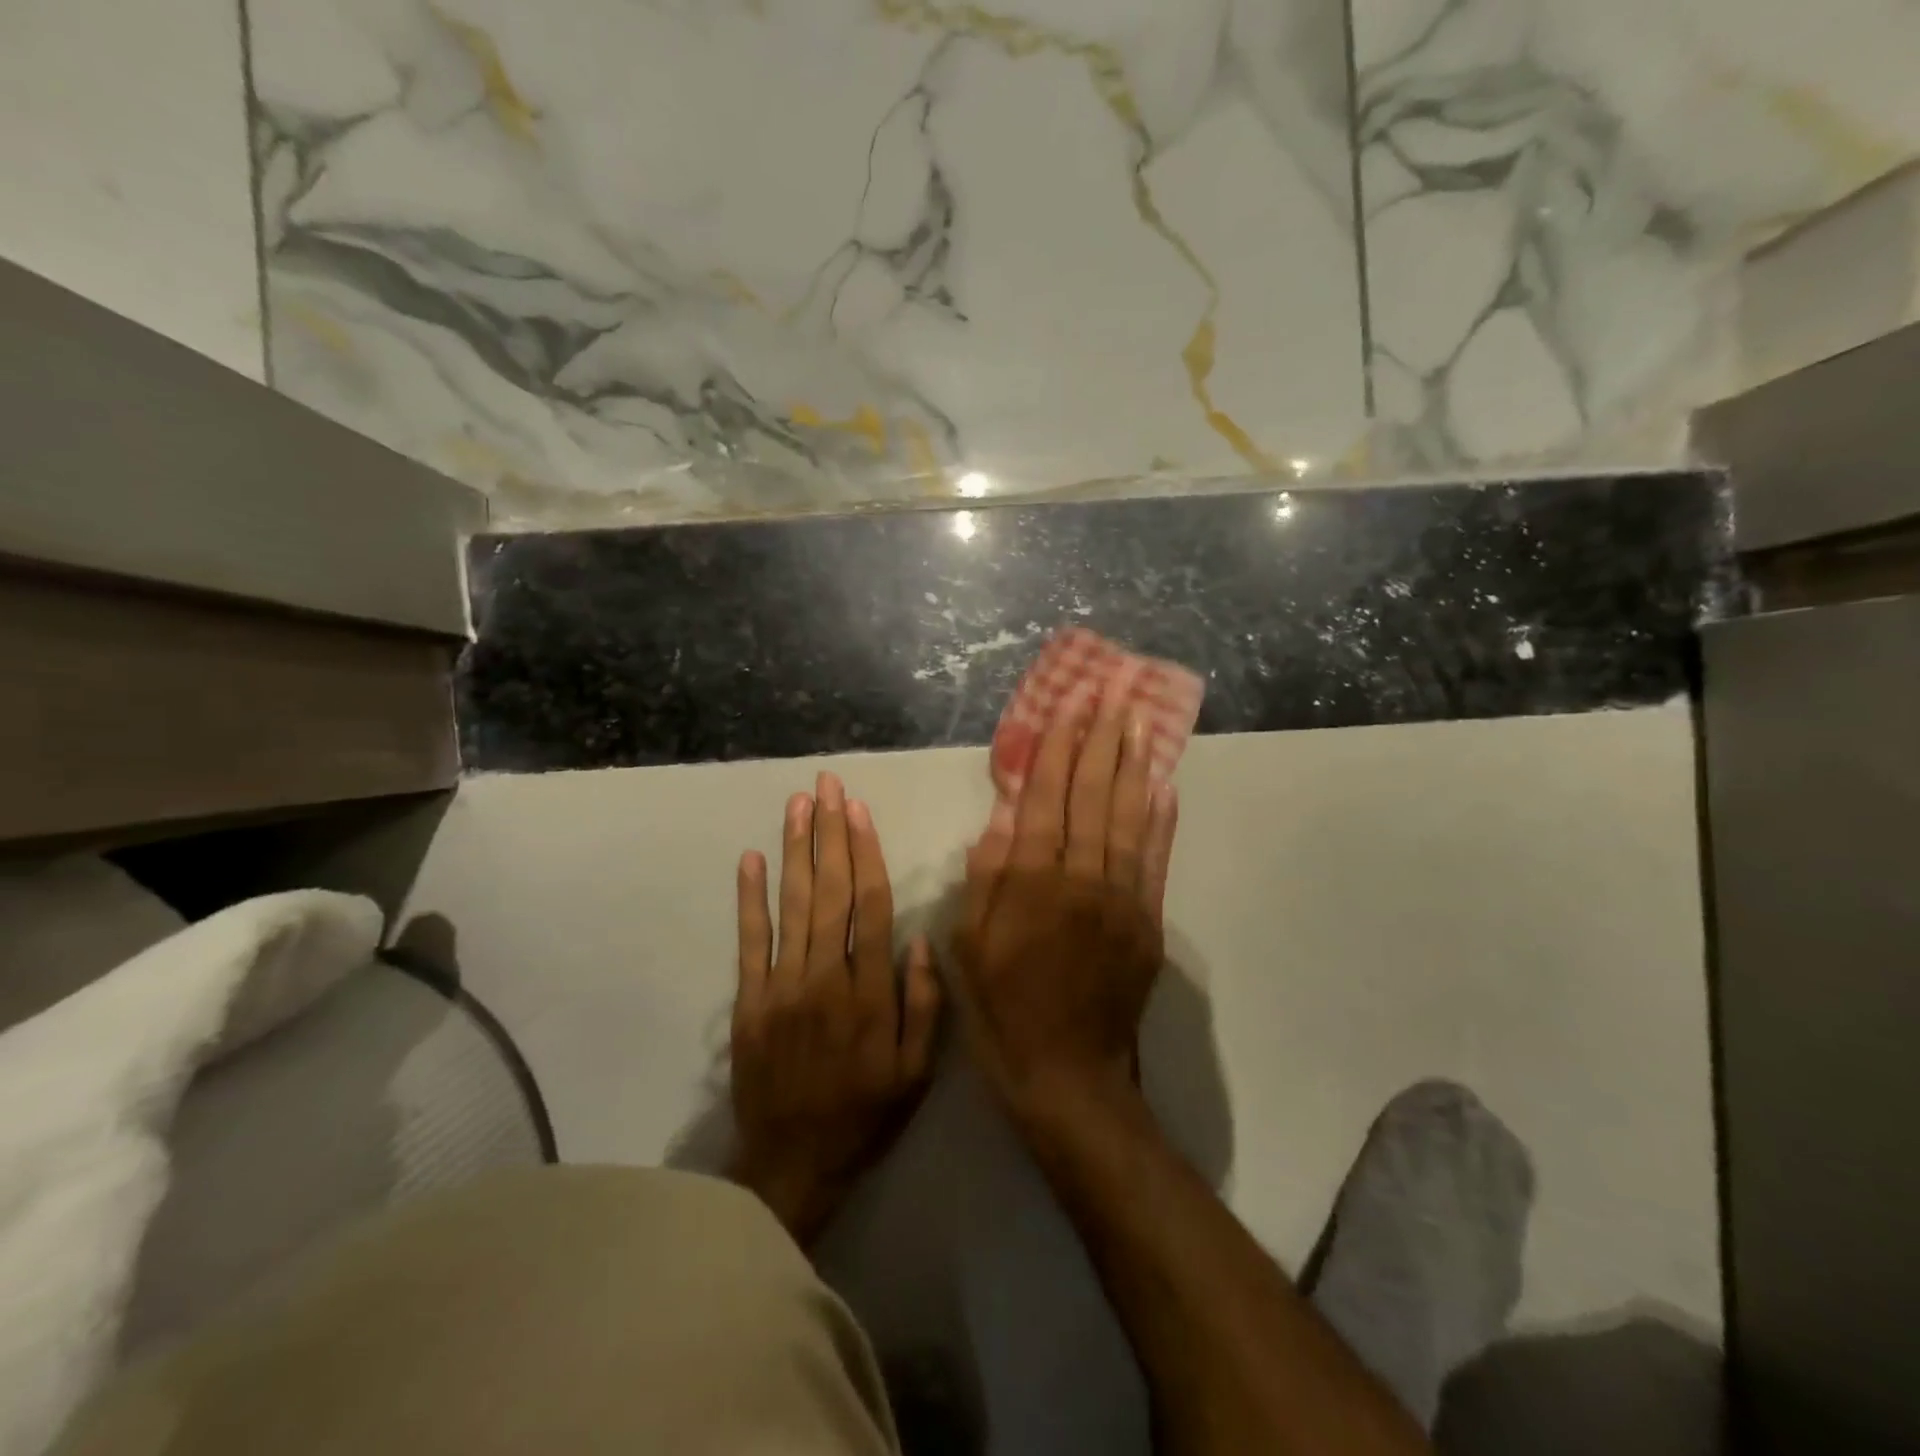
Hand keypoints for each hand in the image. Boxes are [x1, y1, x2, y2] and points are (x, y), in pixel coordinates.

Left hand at [730, 771, 941, 1245]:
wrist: (793, 1163)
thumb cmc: (864, 1114)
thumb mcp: (916, 1072)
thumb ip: (924, 1004)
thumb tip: (921, 938)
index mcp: (871, 992)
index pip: (871, 905)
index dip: (866, 853)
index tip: (860, 810)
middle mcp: (826, 977)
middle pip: (830, 891)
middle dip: (830, 833)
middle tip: (827, 785)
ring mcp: (782, 987)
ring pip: (792, 904)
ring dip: (795, 849)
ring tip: (798, 804)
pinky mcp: (749, 1001)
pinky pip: (749, 941)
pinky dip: (749, 898)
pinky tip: (751, 858)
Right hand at [956, 669, 1178, 1131]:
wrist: (1068, 1076)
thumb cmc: (1003, 1010)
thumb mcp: (969, 947)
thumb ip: (986, 879)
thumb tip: (1002, 817)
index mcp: (1031, 884)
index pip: (1045, 800)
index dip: (1057, 750)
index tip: (1069, 707)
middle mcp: (1080, 880)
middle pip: (1092, 796)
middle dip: (1101, 740)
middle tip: (1114, 693)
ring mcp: (1121, 899)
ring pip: (1128, 817)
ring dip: (1134, 765)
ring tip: (1140, 721)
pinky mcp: (1148, 921)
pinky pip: (1156, 860)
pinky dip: (1161, 820)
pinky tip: (1164, 786)